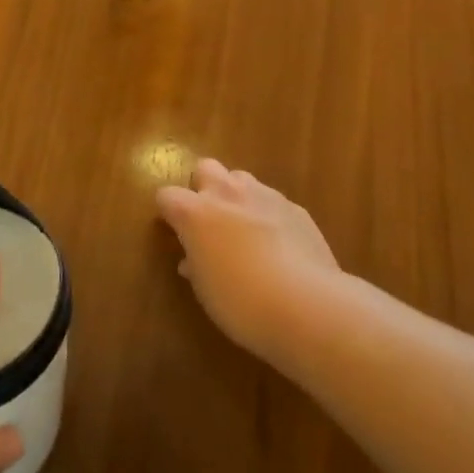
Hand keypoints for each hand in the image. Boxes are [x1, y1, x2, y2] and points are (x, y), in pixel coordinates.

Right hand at [155, 159, 342, 357]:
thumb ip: (196, 264)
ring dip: (237, 196)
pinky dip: (269, 215)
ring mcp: (264, 196)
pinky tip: (279, 244)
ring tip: (245, 229)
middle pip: (205, 168)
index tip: (175, 232)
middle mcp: (226, 193)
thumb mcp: (206, 290)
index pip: (167, 195)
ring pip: (241, 178)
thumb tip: (192, 259)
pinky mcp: (295, 207)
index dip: (169, 212)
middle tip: (210, 221)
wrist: (305, 304)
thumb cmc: (241, 302)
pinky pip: (273, 201)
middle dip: (204, 187)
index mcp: (195, 213)